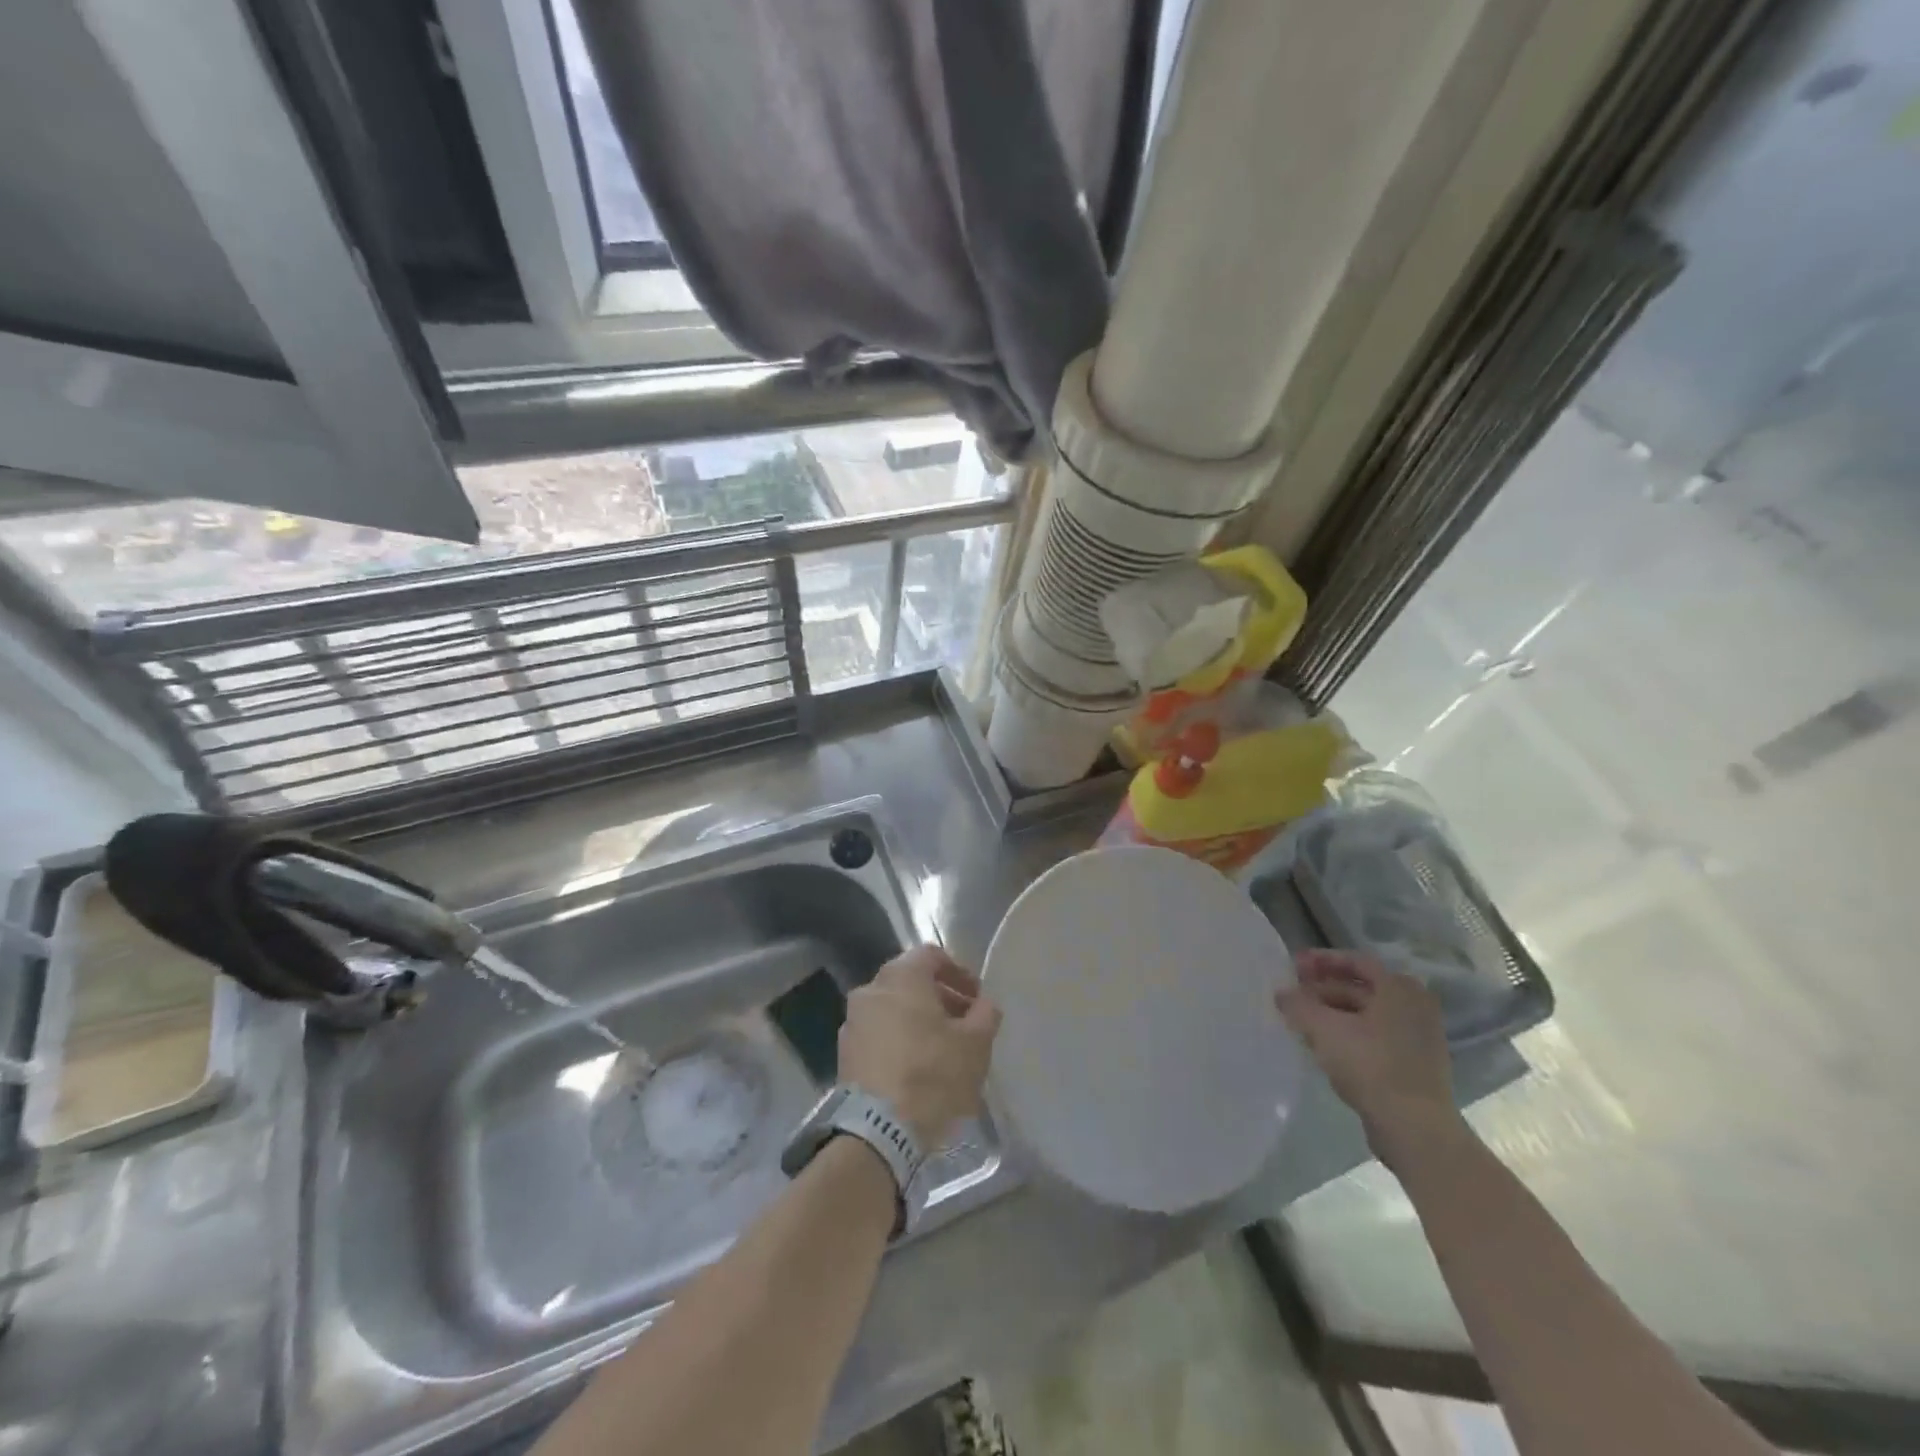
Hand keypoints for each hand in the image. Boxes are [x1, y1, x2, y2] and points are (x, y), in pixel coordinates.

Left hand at [840, 945, 1000, 1150]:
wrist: (877, 1132)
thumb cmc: (932, 1075)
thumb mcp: (975, 1044)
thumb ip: (985, 1014)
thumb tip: (984, 1004)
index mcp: (901, 976)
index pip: (932, 955)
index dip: (958, 973)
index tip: (976, 998)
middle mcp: (871, 989)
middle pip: (910, 981)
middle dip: (940, 998)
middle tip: (964, 1024)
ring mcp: (852, 1022)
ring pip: (892, 1008)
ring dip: (918, 1020)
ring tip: (942, 1049)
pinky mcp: (844, 1054)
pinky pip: (878, 1034)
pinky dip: (898, 1040)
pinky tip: (916, 1068)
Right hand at [1276, 949, 1463, 1170]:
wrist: (1415, 1129)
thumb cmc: (1370, 1065)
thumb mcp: (1323, 1028)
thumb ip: (1298, 1004)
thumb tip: (1282, 993)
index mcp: (1399, 989)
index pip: (1355, 961)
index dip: (1321, 960)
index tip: (1293, 966)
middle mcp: (1414, 1006)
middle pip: (1361, 987)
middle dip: (1323, 988)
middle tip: (1293, 993)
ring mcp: (1418, 1038)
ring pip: (1366, 1015)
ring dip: (1332, 1012)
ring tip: (1301, 1020)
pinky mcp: (1414, 1066)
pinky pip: (1375, 1037)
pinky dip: (1348, 1034)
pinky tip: (1323, 1046)